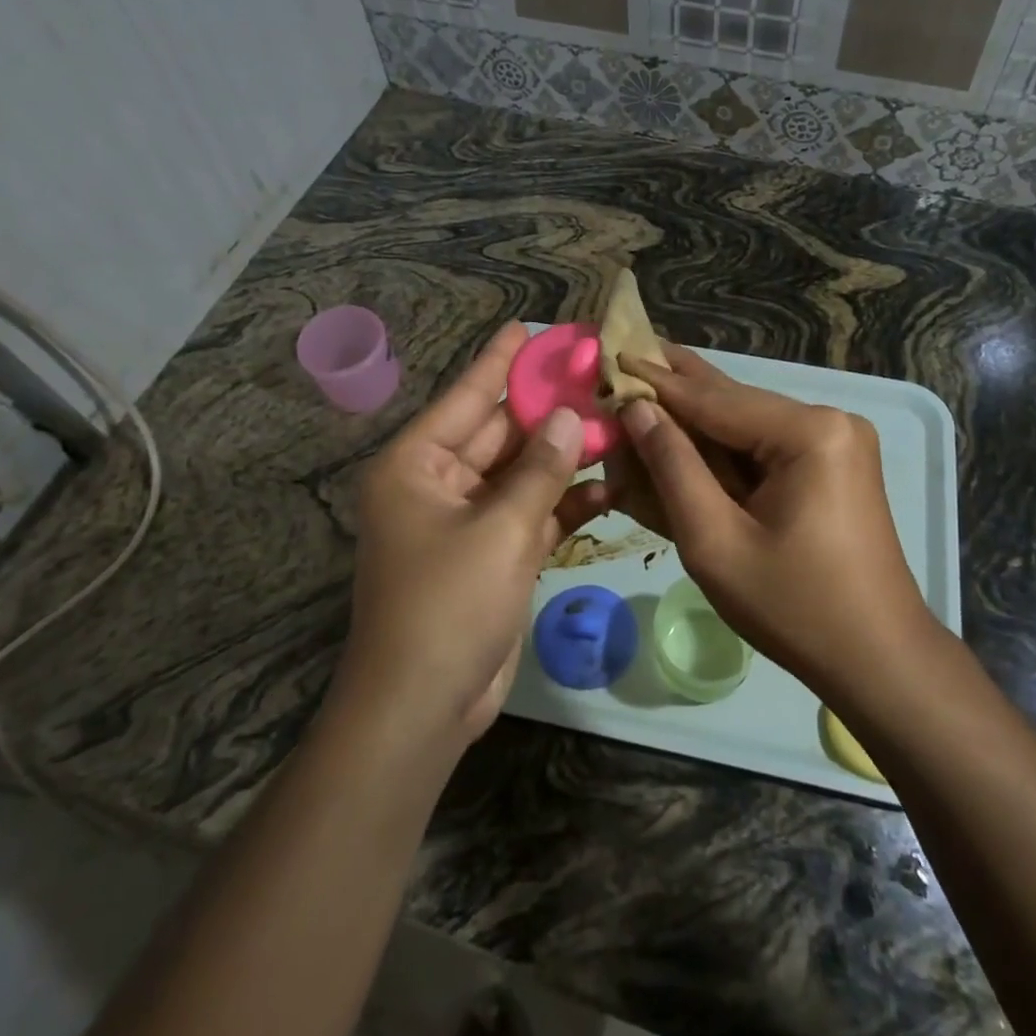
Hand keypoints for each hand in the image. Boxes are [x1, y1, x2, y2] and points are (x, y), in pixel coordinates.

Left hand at [341, 323, 609, 741]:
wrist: (425, 708)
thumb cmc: (448, 604)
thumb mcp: (500, 529)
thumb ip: (540, 470)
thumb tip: (570, 417)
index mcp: (418, 464)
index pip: (466, 397)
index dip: (499, 362)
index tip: (529, 328)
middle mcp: (441, 483)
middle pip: (501, 433)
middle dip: (548, 410)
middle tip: (596, 376)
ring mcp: (470, 520)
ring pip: (524, 473)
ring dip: (565, 456)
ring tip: (617, 423)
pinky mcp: (495, 554)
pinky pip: (534, 513)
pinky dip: (566, 503)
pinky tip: (611, 486)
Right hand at [615, 345, 932, 691]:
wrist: (879, 660)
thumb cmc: (794, 608)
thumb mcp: (716, 542)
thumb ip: (673, 468)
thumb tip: (637, 409)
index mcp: (809, 432)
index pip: (714, 399)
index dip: (657, 382)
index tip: (612, 356)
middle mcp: (829, 421)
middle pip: (734, 402)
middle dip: (676, 391)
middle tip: (625, 358)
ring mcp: (836, 441)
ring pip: (747, 423)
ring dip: (696, 420)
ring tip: (643, 393)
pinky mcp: (833, 464)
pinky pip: (766, 446)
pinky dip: (724, 448)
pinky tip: (685, 435)